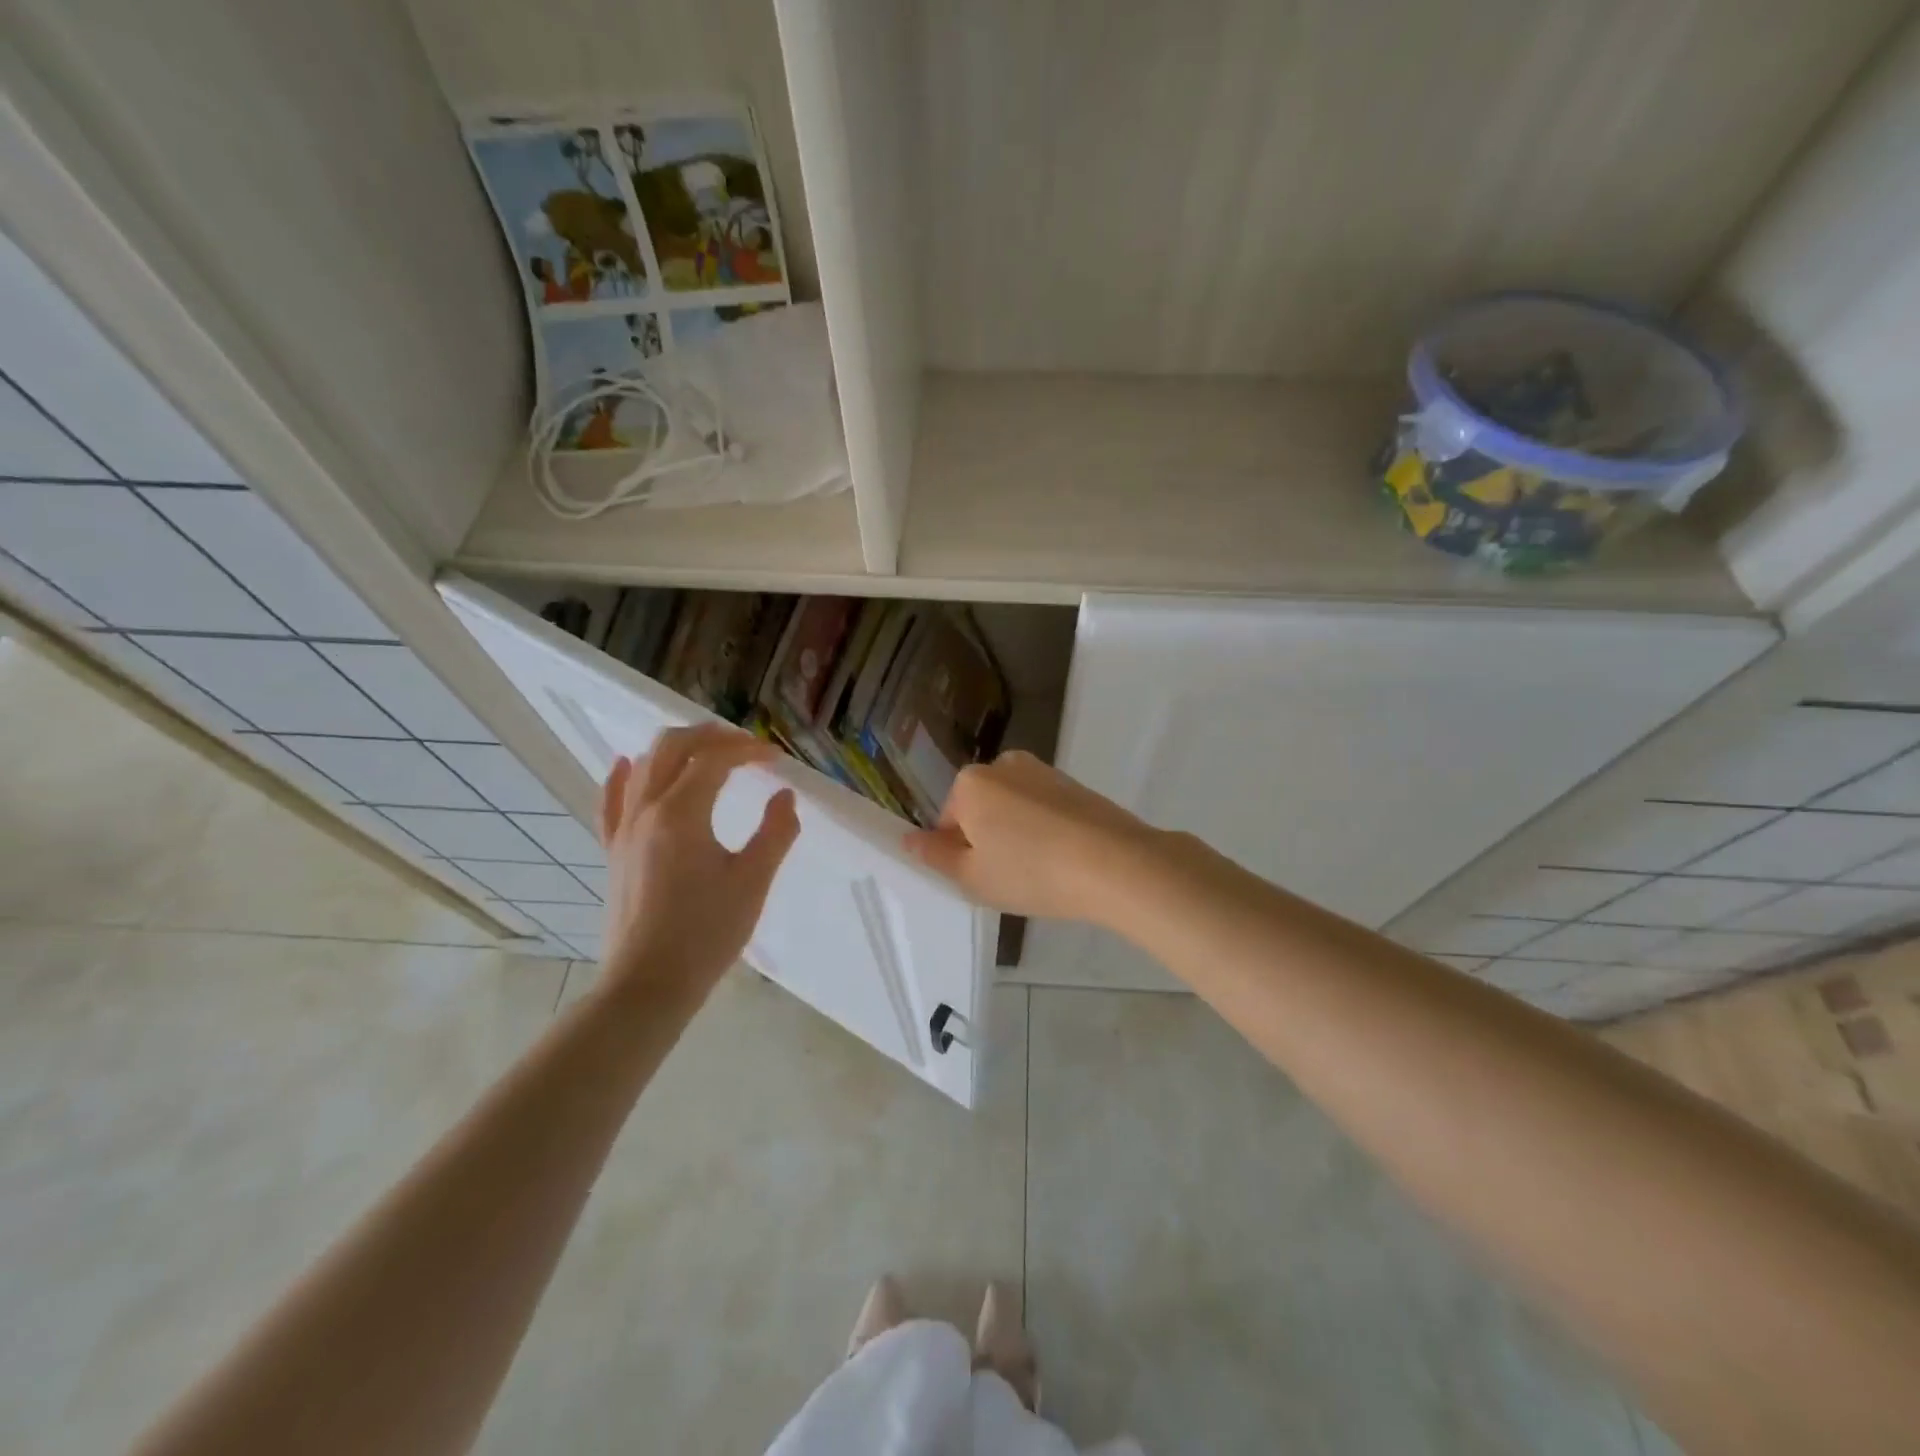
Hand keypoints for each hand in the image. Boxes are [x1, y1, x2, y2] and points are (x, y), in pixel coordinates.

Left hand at [598, 724, 800, 997]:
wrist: (648, 985)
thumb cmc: (706, 933)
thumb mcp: (753, 881)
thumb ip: (775, 832)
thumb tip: (785, 796)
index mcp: (681, 813)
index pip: (714, 759)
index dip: (747, 751)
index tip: (776, 760)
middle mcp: (646, 810)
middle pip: (671, 747)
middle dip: (709, 736)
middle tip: (744, 745)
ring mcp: (623, 830)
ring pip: (642, 767)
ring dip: (676, 749)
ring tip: (707, 753)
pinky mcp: (613, 852)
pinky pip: (611, 802)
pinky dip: (622, 776)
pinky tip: (624, 763)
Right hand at [903, 750, 1158, 922]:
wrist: (1114, 863)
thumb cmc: (1030, 871)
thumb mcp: (972, 876)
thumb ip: (935, 856)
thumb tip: (909, 840)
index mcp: (971, 782)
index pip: (948, 821)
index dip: (959, 854)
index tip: (981, 878)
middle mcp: (1004, 764)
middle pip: (981, 809)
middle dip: (989, 839)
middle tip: (1009, 877)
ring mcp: (1044, 771)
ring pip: (1014, 809)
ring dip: (1018, 835)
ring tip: (1040, 872)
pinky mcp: (1075, 784)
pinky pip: (1044, 809)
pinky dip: (1046, 830)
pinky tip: (1064, 860)